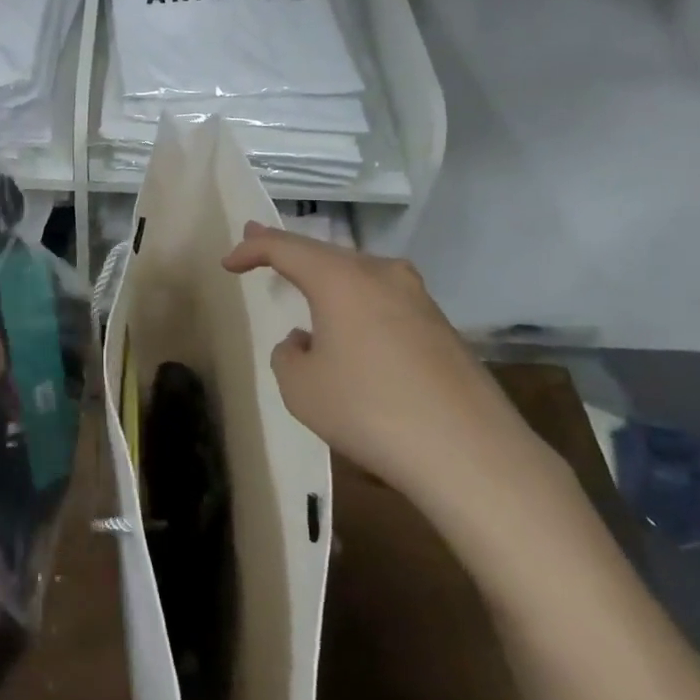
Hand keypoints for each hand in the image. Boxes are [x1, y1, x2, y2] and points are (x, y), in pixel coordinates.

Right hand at [221, 223, 565, 533]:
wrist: (470, 452)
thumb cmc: (369, 410)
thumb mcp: (300, 387)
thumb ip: (289, 354)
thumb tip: (307, 341)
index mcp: (342, 278)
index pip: (285, 247)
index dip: (252, 249)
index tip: (229, 262)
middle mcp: (382, 275)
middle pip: (326, 255)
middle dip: (290, 254)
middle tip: (261, 249)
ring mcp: (419, 299)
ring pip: (360, 277)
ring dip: (328, 283)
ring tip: (306, 291)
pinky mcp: (442, 328)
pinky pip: (385, 304)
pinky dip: (358, 309)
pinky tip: (354, 338)